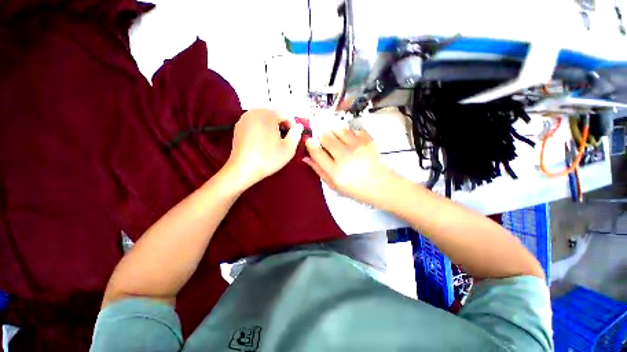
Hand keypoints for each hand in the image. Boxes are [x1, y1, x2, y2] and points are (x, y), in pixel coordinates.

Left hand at [224, 109, 303, 189]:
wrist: (243, 169)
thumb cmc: (268, 158)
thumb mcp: (288, 149)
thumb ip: (296, 134)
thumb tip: (299, 126)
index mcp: (268, 115)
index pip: (285, 114)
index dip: (292, 125)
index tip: (293, 136)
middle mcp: (255, 112)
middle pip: (274, 113)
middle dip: (282, 124)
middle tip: (285, 138)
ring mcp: (245, 118)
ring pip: (264, 117)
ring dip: (272, 125)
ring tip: (274, 139)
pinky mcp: (238, 126)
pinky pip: (254, 122)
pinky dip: (261, 127)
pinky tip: (262, 140)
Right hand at [303, 128, 396, 206]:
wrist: (383, 186)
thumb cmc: (356, 189)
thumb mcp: (334, 185)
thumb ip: (319, 170)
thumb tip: (306, 157)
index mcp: (335, 171)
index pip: (316, 151)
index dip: (310, 144)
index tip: (310, 142)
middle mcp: (344, 156)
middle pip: (325, 136)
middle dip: (322, 138)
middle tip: (327, 145)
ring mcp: (357, 146)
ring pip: (338, 129)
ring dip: (335, 134)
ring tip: (339, 143)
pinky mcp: (368, 140)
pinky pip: (352, 130)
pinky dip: (349, 134)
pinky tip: (352, 143)